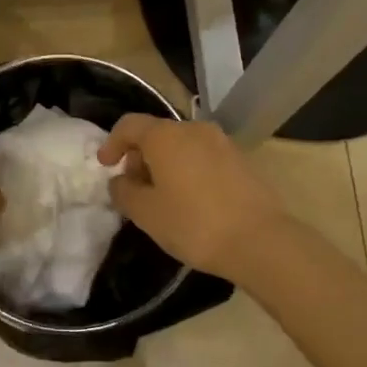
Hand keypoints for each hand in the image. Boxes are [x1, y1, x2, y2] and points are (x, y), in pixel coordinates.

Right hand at [99, 115, 287, 277]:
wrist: (261, 241)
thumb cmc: (194, 224)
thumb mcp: (146, 213)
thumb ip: (124, 192)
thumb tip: (121, 181)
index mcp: (165, 136)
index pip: (129, 125)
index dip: (112, 143)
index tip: (106, 166)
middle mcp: (194, 129)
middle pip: (157, 134)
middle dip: (140, 157)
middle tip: (135, 188)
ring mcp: (222, 143)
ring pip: (182, 145)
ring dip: (166, 164)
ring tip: (163, 197)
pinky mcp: (242, 160)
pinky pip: (204, 157)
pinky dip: (189, 170)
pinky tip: (192, 201)